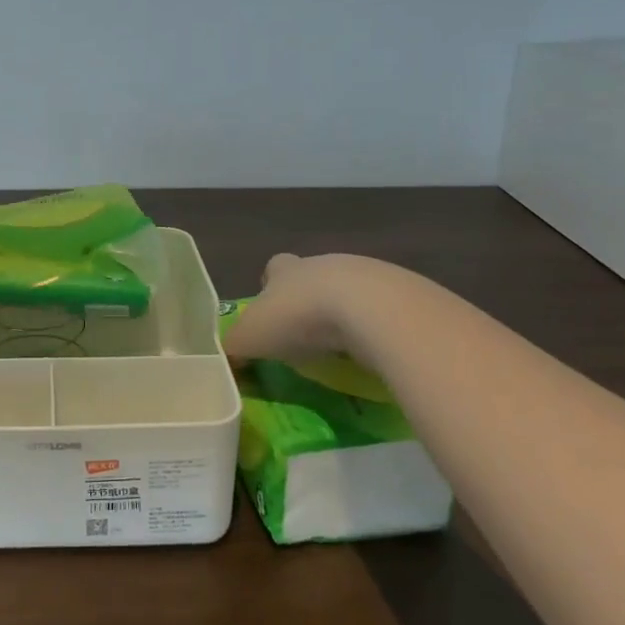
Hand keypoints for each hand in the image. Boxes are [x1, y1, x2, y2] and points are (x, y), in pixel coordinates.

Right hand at [221, 252, 366, 364]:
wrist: (371, 309)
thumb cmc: (300, 317)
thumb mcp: (252, 337)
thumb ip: (234, 347)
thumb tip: (224, 359)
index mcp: (285, 270)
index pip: (274, 267)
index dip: (270, 287)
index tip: (271, 314)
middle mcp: (322, 264)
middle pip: (311, 278)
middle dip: (307, 302)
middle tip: (304, 337)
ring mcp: (364, 274)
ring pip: (347, 292)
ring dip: (342, 314)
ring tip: (340, 348)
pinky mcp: (400, 293)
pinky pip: (380, 311)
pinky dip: (374, 328)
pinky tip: (372, 351)